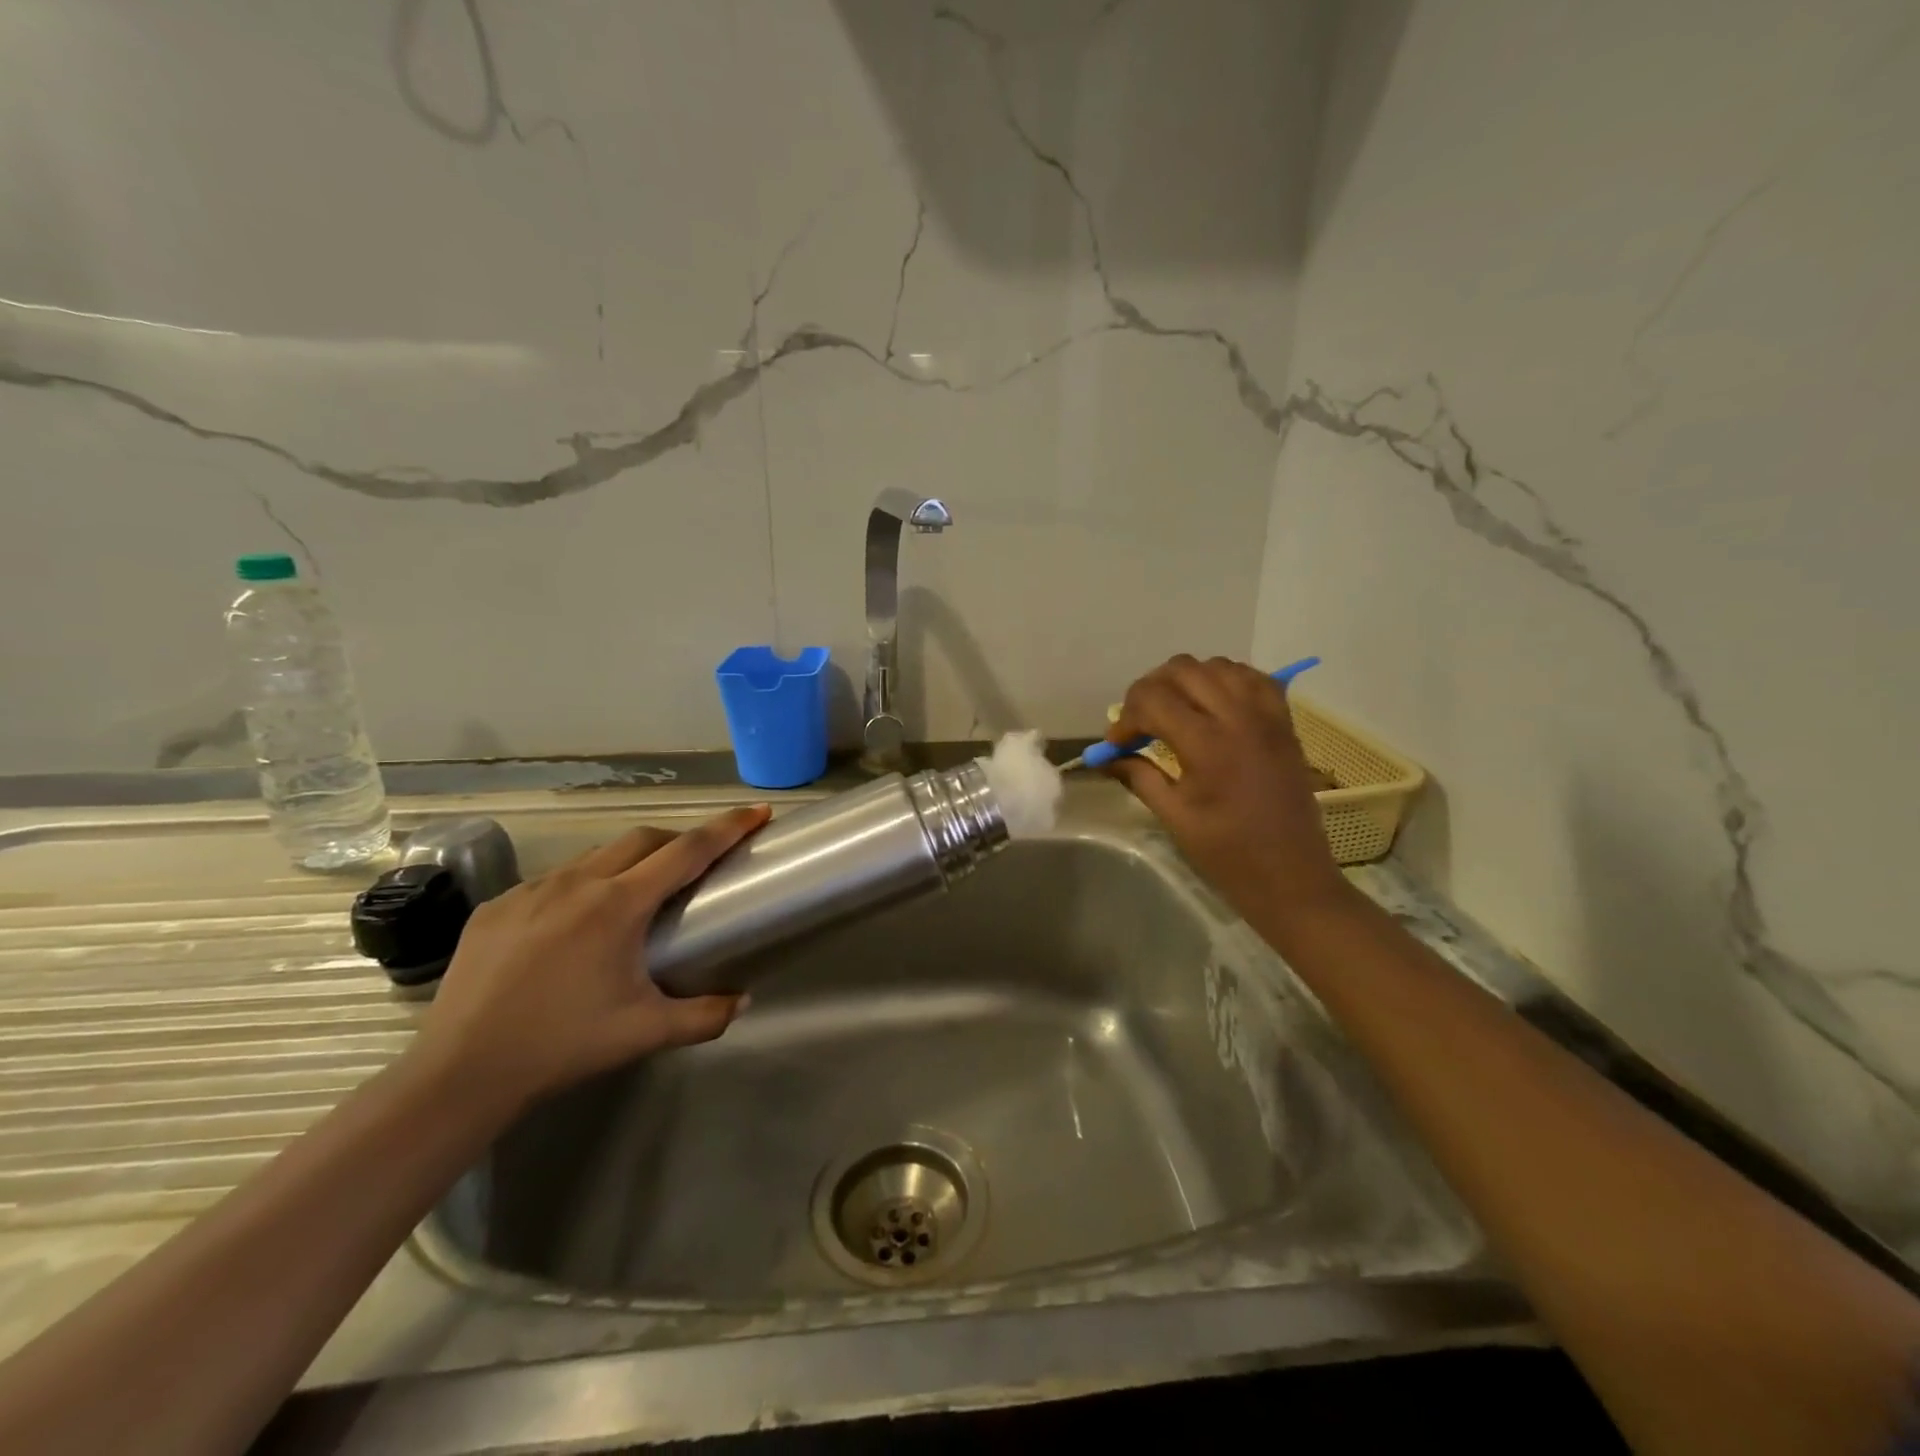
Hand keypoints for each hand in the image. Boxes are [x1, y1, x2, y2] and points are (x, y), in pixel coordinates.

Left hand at [410, 806, 770, 1111]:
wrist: (460, 1073)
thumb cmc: (563, 1046)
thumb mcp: (645, 1033)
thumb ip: (705, 1016)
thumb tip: (745, 1001)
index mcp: (619, 905)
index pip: (687, 851)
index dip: (728, 828)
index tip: (757, 812)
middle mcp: (577, 882)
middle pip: (644, 839)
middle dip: (679, 840)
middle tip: (697, 864)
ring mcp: (531, 890)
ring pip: (596, 856)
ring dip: (628, 863)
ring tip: (635, 897)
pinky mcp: (496, 906)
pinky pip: (553, 881)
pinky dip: (581, 887)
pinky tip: (573, 927)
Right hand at [1105, 655, 1351, 928]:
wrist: (1292, 876)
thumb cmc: (1228, 854)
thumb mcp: (1174, 816)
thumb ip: (1138, 776)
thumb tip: (1107, 757)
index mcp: (1207, 744)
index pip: (1152, 699)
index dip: (1125, 718)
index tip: (1117, 744)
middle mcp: (1239, 717)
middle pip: (1181, 670)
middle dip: (1149, 691)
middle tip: (1140, 724)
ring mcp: (1266, 715)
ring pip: (1217, 665)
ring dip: (1187, 681)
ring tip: (1175, 712)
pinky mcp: (1284, 722)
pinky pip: (1253, 678)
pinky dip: (1226, 681)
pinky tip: (1212, 705)